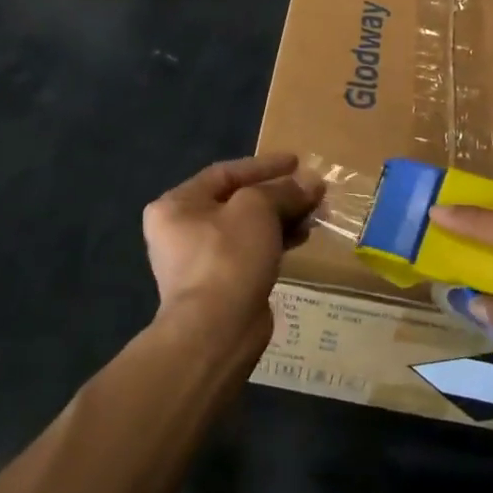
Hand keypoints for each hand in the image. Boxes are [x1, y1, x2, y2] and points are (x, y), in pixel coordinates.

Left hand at [143, 154, 323, 353]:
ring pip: (248, 228)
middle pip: (238, 201)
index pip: (225, 173)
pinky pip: (252, 252)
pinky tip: (302, 238)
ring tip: (315, 214)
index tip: (298, 162)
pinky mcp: (221, 285)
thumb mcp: (257, 209)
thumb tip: (312, 182)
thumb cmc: (228, 256)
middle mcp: (182, 230)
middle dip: (279, 194)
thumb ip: (284, 191)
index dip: (265, 166)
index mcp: (177, 205)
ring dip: (283, 217)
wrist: (216, 331)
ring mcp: (201, 260)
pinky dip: (276, 241)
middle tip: (313, 191)